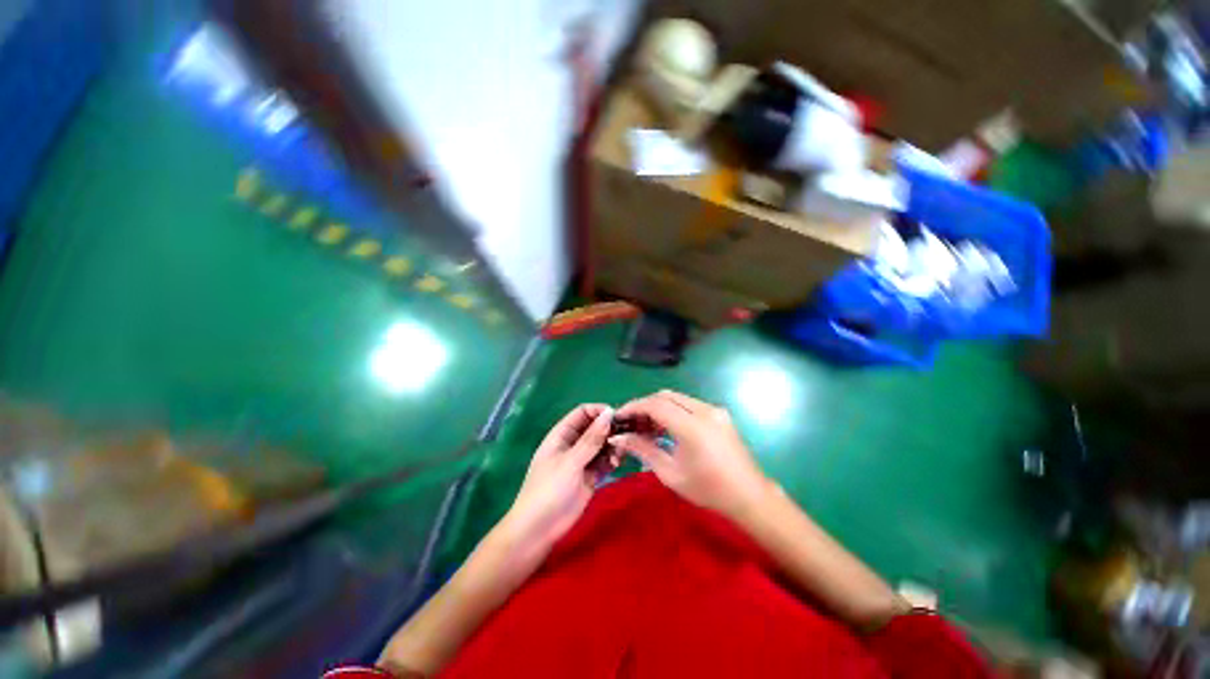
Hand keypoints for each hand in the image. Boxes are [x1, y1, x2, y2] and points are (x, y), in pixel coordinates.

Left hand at [499, 404, 615, 554]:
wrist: (540, 526)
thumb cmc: (548, 490)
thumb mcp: (569, 463)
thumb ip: (590, 440)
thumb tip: (609, 414)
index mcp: (560, 437)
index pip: (581, 414)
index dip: (599, 412)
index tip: (619, 418)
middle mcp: (571, 447)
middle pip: (594, 429)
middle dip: (610, 430)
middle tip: (628, 436)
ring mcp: (581, 464)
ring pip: (602, 447)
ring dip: (613, 447)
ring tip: (621, 454)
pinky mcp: (590, 480)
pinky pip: (604, 464)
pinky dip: (613, 461)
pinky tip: (618, 464)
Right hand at [613, 390, 768, 519]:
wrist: (746, 494)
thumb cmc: (707, 489)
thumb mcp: (670, 473)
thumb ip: (644, 450)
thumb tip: (619, 438)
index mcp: (692, 425)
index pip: (655, 404)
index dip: (633, 408)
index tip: (617, 419)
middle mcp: (705, 411)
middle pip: (666, 396)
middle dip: (645, 406)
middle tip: (629, 425)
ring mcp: (716, 411)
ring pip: (679, 399)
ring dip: (660, 408)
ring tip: (645, 430)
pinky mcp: (722, 416)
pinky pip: (692, 406)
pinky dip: (675, 412)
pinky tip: (666, 431)